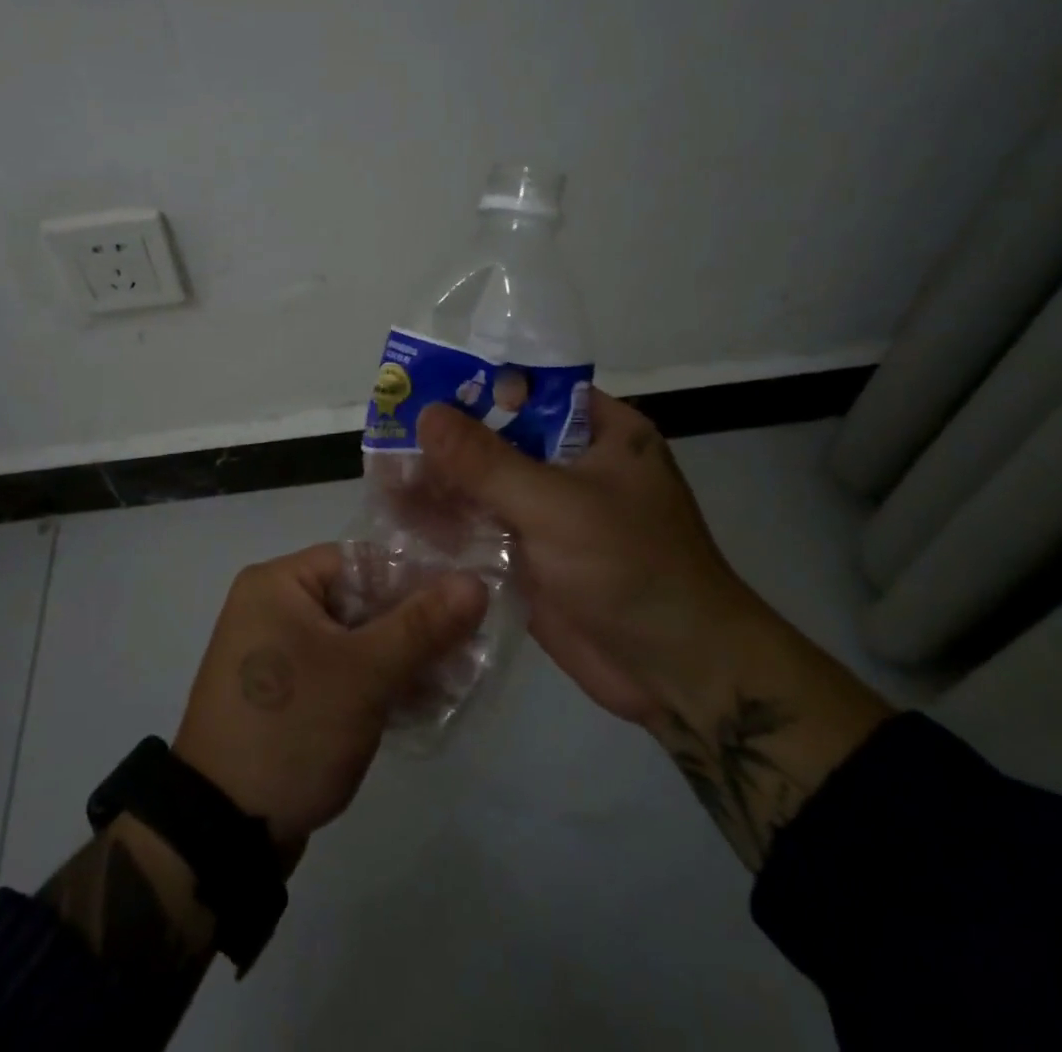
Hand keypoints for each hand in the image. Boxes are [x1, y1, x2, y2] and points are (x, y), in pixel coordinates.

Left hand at [172, 544, 488, 855]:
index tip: (464, 611)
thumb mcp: (364, 674)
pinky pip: (339, 672)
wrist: (223, 833)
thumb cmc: (293, 729)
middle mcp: (272, 608)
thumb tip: (475, 581)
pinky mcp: (284, 694)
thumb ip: (422, 625)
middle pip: (360, 601)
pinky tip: (417, 707)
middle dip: (412, 629)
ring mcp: (276, 654)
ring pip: (354, 641)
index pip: (362, 562)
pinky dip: (374, 684)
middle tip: (466, 653)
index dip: (415, 582)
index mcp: (278, 583)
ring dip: (399, 660)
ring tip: (451, 684)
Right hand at [416, 389, 762, 727]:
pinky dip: (448, 524)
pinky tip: (400, 518)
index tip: (422, 388)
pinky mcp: (533, 558)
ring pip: (486, 486)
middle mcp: (574, 466)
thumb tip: (427, 412)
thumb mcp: (557, 504)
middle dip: (448, 440)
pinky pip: (483, 529)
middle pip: (501, 439)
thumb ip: (487, 461)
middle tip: (388, 434)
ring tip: (383, 475)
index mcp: (601, 434)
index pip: (531, 391)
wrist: (678, 674)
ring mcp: (551, 515)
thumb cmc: (631, 567)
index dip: (478, 387)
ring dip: (442, 483)